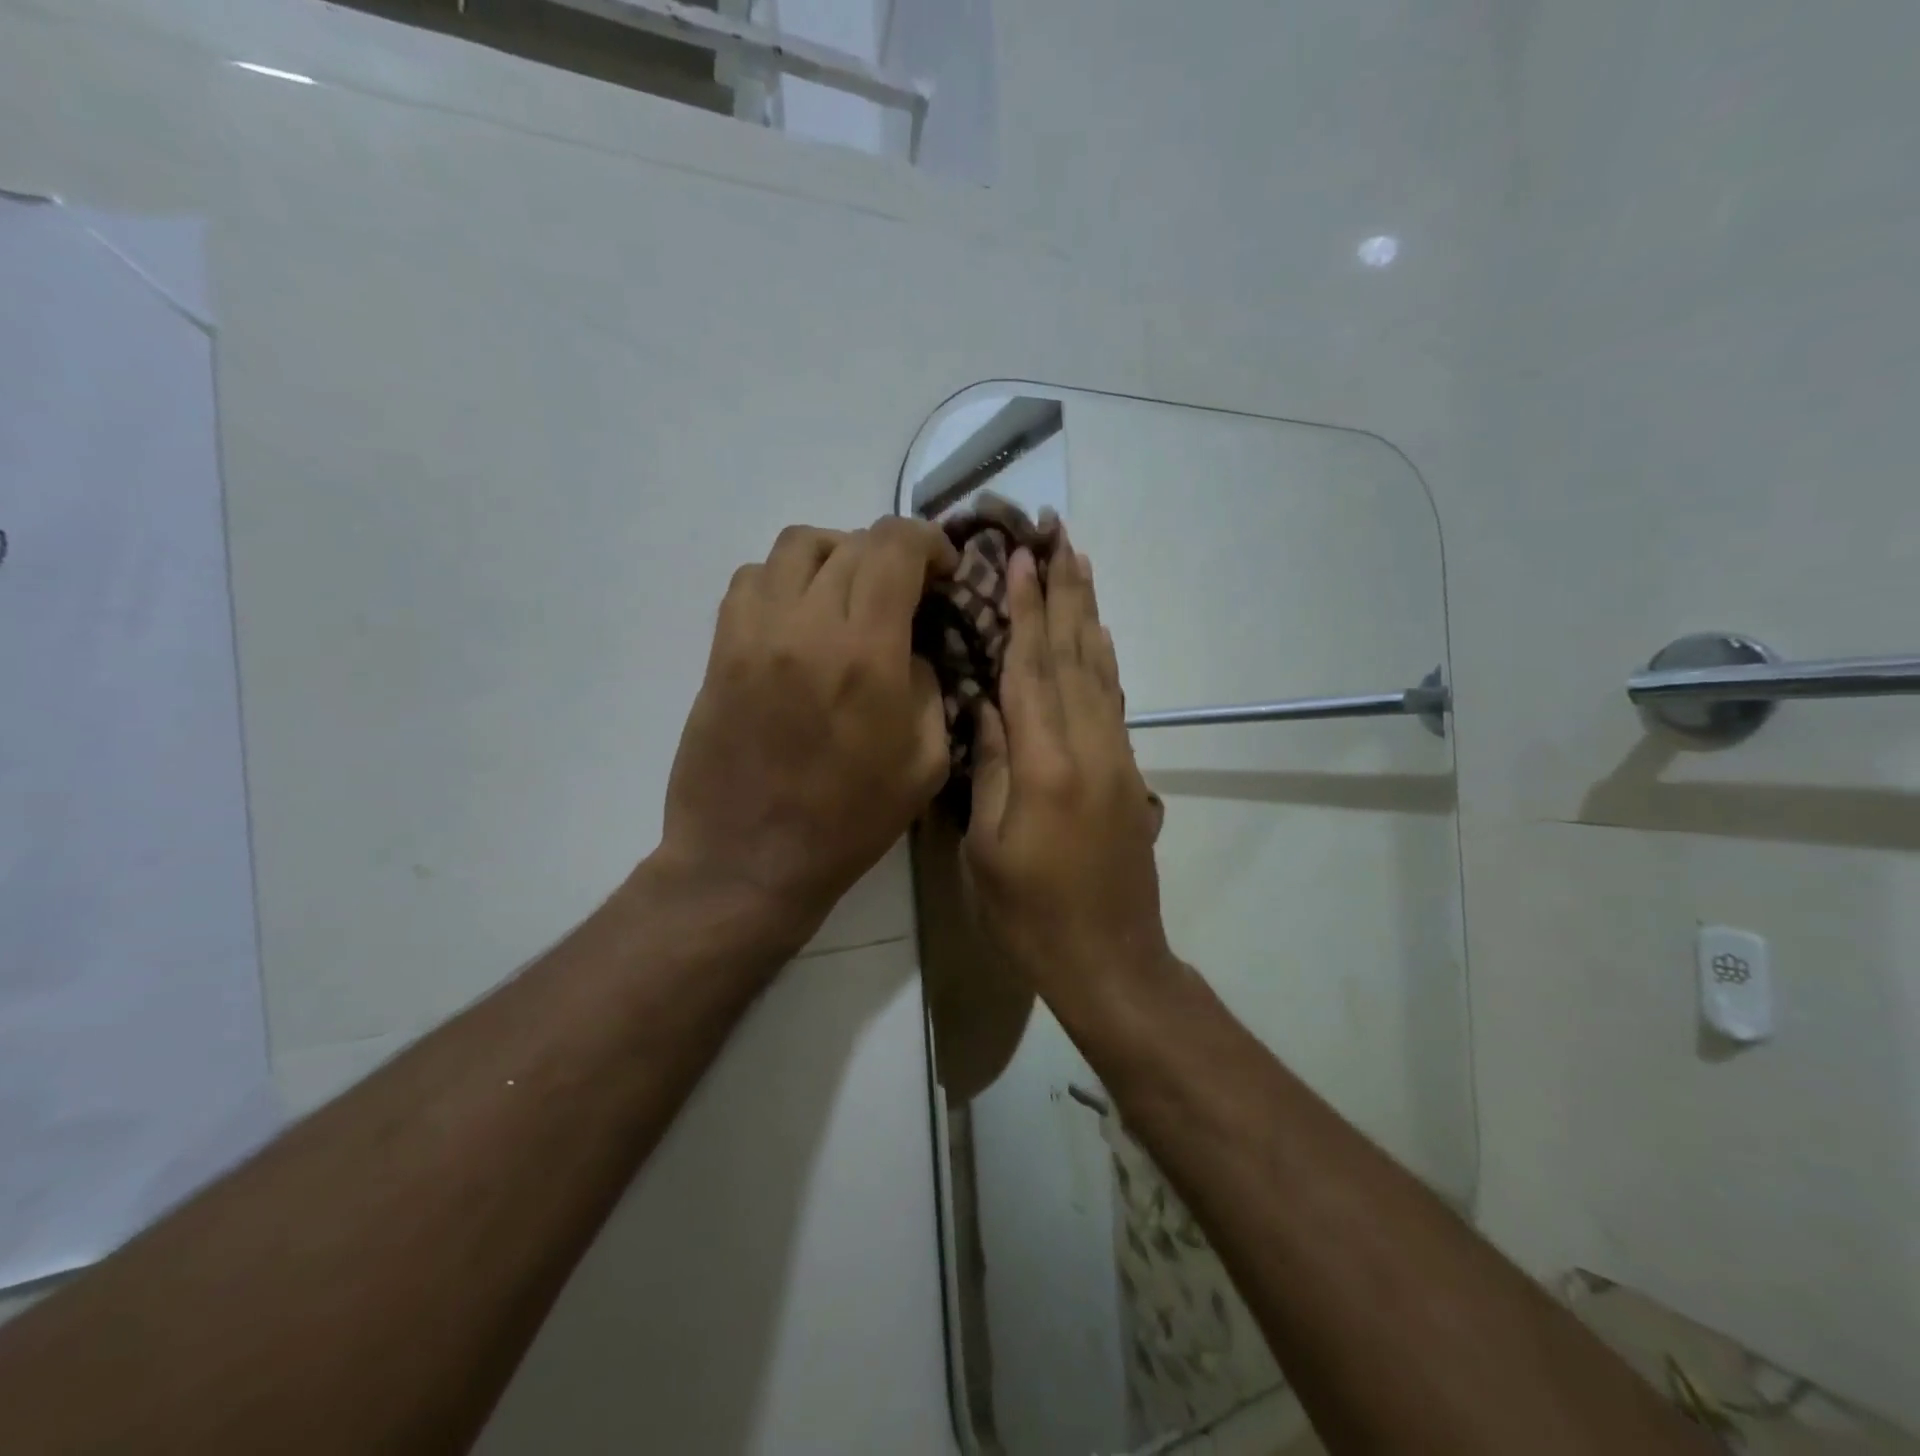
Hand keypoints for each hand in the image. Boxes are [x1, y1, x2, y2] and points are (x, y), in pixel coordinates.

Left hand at [658, 519, 958, 955]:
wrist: (749, 860)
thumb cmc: (848, 822)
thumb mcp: (925, 763)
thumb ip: (929, 687)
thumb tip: (910, 646)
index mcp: (866, 654)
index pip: (895, 548)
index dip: (928, 543)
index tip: (942, 569)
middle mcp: (806, 625)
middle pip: (851, 542)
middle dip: (890, 554)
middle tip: (904, 590)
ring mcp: (754, 632)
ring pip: (797, 546)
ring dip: (836, 556)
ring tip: (850, 593)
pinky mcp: (721, 648)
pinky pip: (752, 578)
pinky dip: (787, 578)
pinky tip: (802, 615)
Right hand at [964, 539, 1171, 995]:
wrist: (1110, 959)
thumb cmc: (1030, 914)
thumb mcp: (987, 848)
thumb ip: (991, 769)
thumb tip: (987, 707)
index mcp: (1045, 765)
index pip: (1031, 669)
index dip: (1027, 610)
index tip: (1023, 557)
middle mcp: (1088, 747)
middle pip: (1074, 655)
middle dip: (1065, 592)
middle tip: (1060, 535)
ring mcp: (1115, 757)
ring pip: (1099, 670)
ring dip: (1089, 614)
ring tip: (1081, 565)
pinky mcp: (1128, 772)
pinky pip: (1113, 700)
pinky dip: (1104, 660)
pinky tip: (1099, 636)